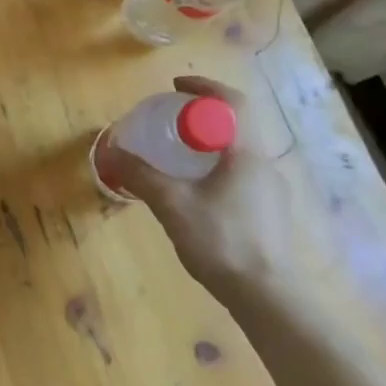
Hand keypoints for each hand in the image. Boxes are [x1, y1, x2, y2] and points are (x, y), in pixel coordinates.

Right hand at [97, 76, 297, 302]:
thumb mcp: (172, 205)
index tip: (176, 87)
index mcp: (245, 153)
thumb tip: (113, 151)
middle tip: (171, 123)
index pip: (232, 101)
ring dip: (211, 145)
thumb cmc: (222, 241)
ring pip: (239, 153)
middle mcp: (264, 165)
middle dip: (203, 116)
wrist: (269, 298)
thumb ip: (141, 176)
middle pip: (236, 124)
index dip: (204, 87)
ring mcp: (272, 192)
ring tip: (179, 159)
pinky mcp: (271, 215)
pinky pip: (242, 177)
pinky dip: (218, 170)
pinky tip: (197, 196)